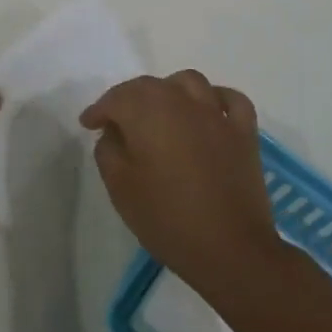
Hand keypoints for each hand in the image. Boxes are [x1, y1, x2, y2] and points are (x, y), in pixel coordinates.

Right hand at [81, 70, 281, 292]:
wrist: (230, 249)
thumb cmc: (167, 218)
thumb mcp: (120, 188)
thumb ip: (108, 150)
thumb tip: (114, 133)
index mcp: (147, 112)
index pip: (115, 99)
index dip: (99, 110)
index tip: (88, 124)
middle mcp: (181, 101)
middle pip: (149, 86)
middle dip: (128, 98)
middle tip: (117, 121)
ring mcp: (216, 114)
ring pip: (188, 82)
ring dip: (169, 90)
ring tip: (161, 111)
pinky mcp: (244, 132)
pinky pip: (230, 100)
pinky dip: (215, 98)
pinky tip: (207, 111)